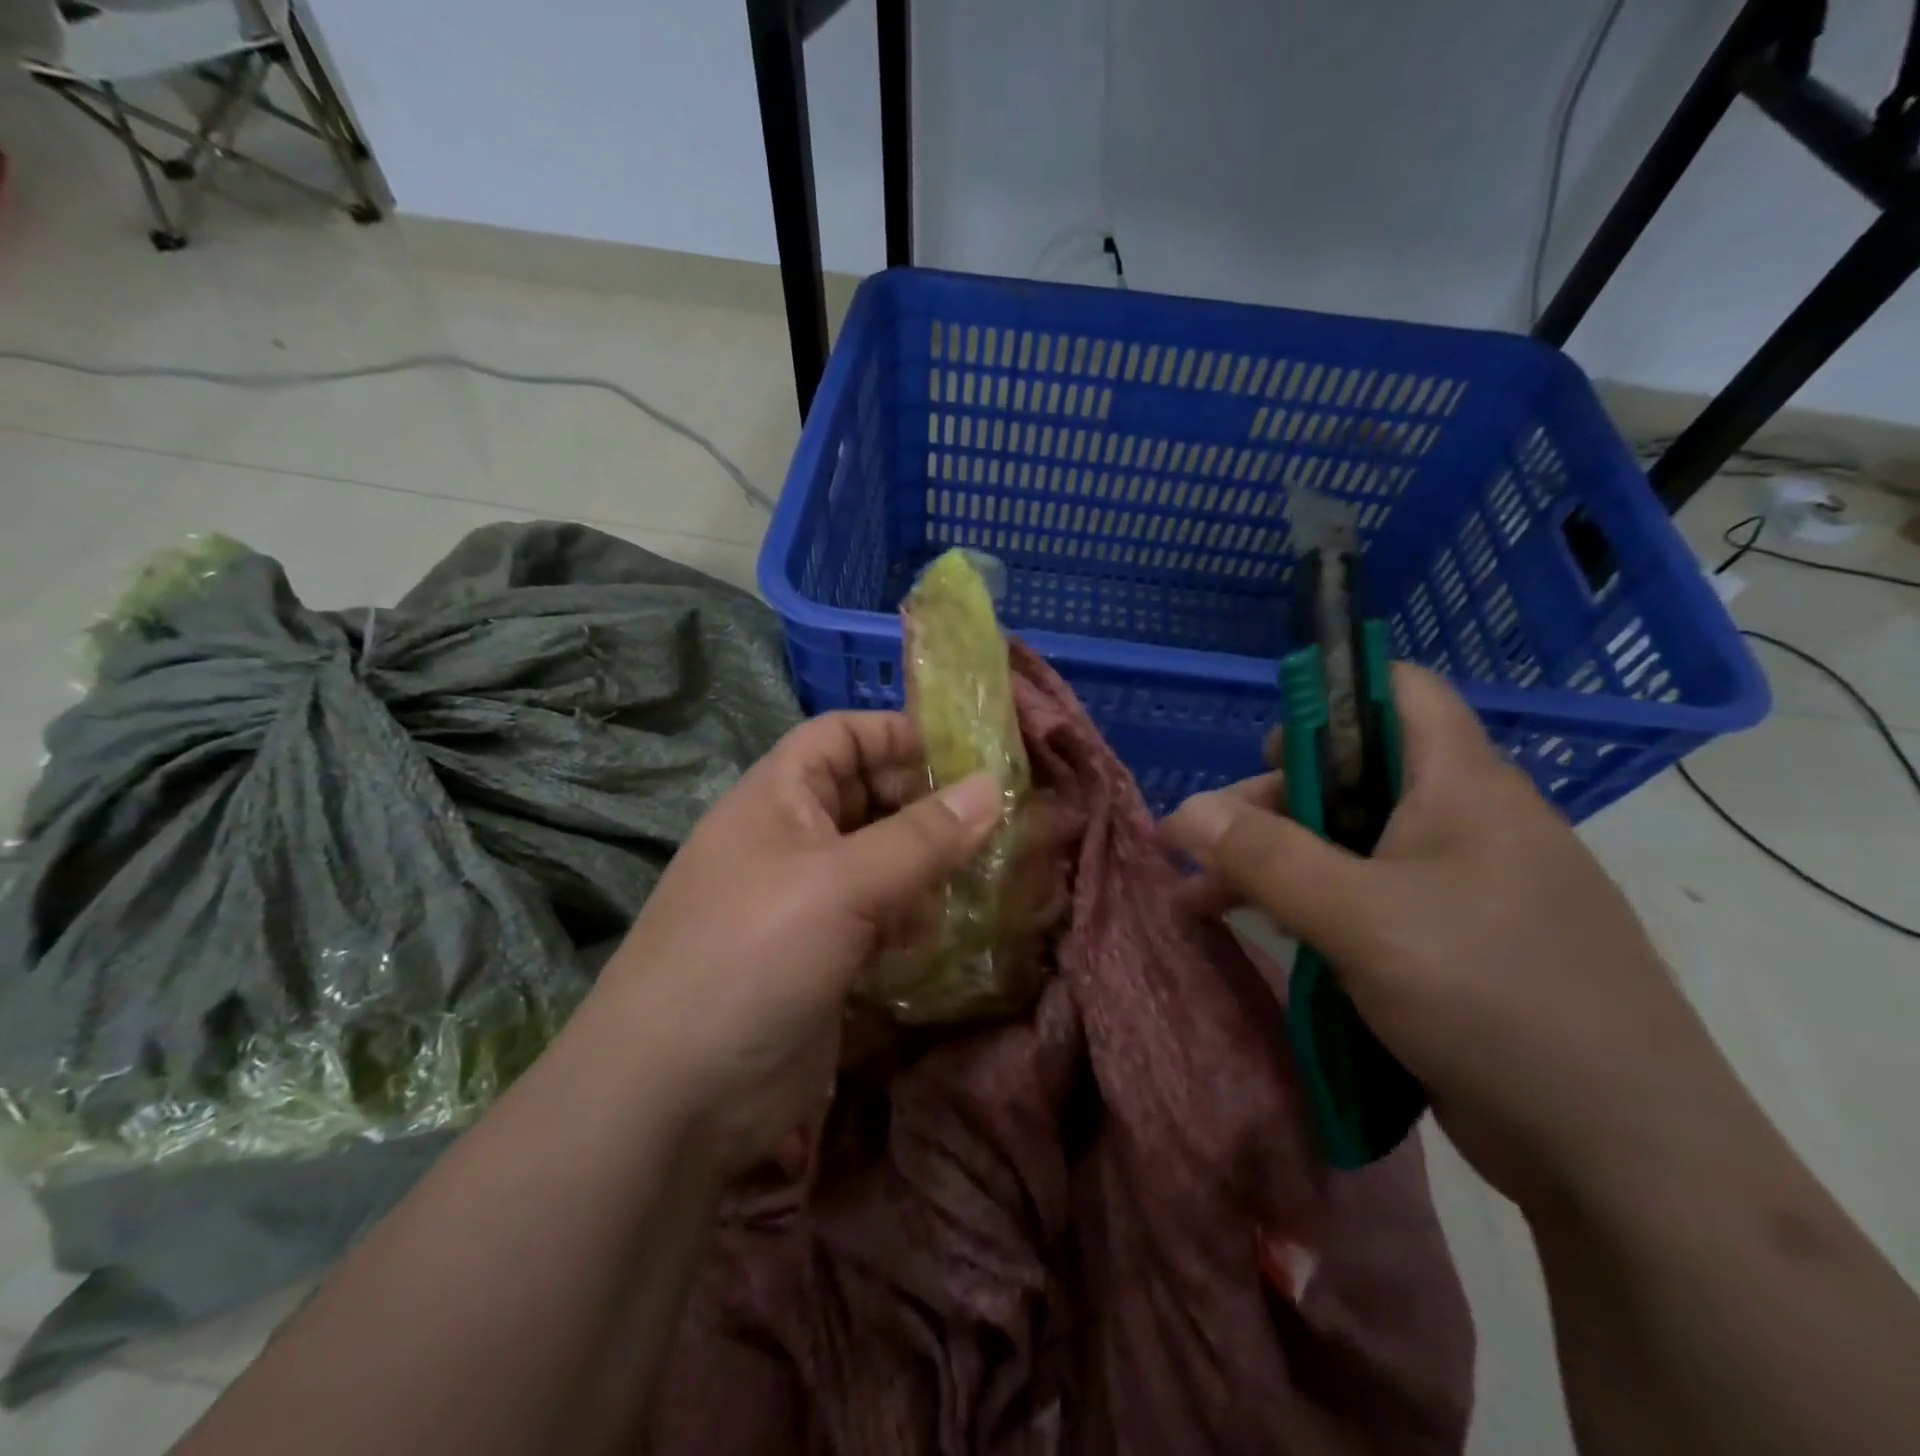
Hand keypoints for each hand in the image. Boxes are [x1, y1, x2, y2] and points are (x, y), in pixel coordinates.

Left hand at [592, 712, 1001, 1176]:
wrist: (672, 1098)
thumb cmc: (751, 956)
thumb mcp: (841, 885)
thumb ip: (921, 836)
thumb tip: (994, 786)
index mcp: (778, 798)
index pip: (840, 736)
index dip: (897, 734)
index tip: (967, 754)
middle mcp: (792, 840)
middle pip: (868, 797)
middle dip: (926, 804)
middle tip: (995, 820)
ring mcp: (807, 902)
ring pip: (881, 861)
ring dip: (928, 866)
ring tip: (982, 877)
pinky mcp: (823, 957)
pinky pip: (880, 918)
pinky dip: (913, 918)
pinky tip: (944, 933)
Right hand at [1162, 665, 1724, 1208]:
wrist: (1625, 1160)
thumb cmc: (1494, 1000)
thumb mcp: (1362, 918)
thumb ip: (1266, 856)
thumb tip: (1181, 809)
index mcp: (1463, 786)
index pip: (1401, 692)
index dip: (1330, 697)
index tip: (1260, 749)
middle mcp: (1464, 823)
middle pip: (1352, 776)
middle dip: (1269, 804)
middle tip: (1202, 847)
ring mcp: (1460, 888)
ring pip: (1350, 845)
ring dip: (1275, 863)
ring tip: (1200, 900)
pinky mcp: (1452, 945)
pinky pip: (1366, 901)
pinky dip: (1308, 907)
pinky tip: (1260, 933)